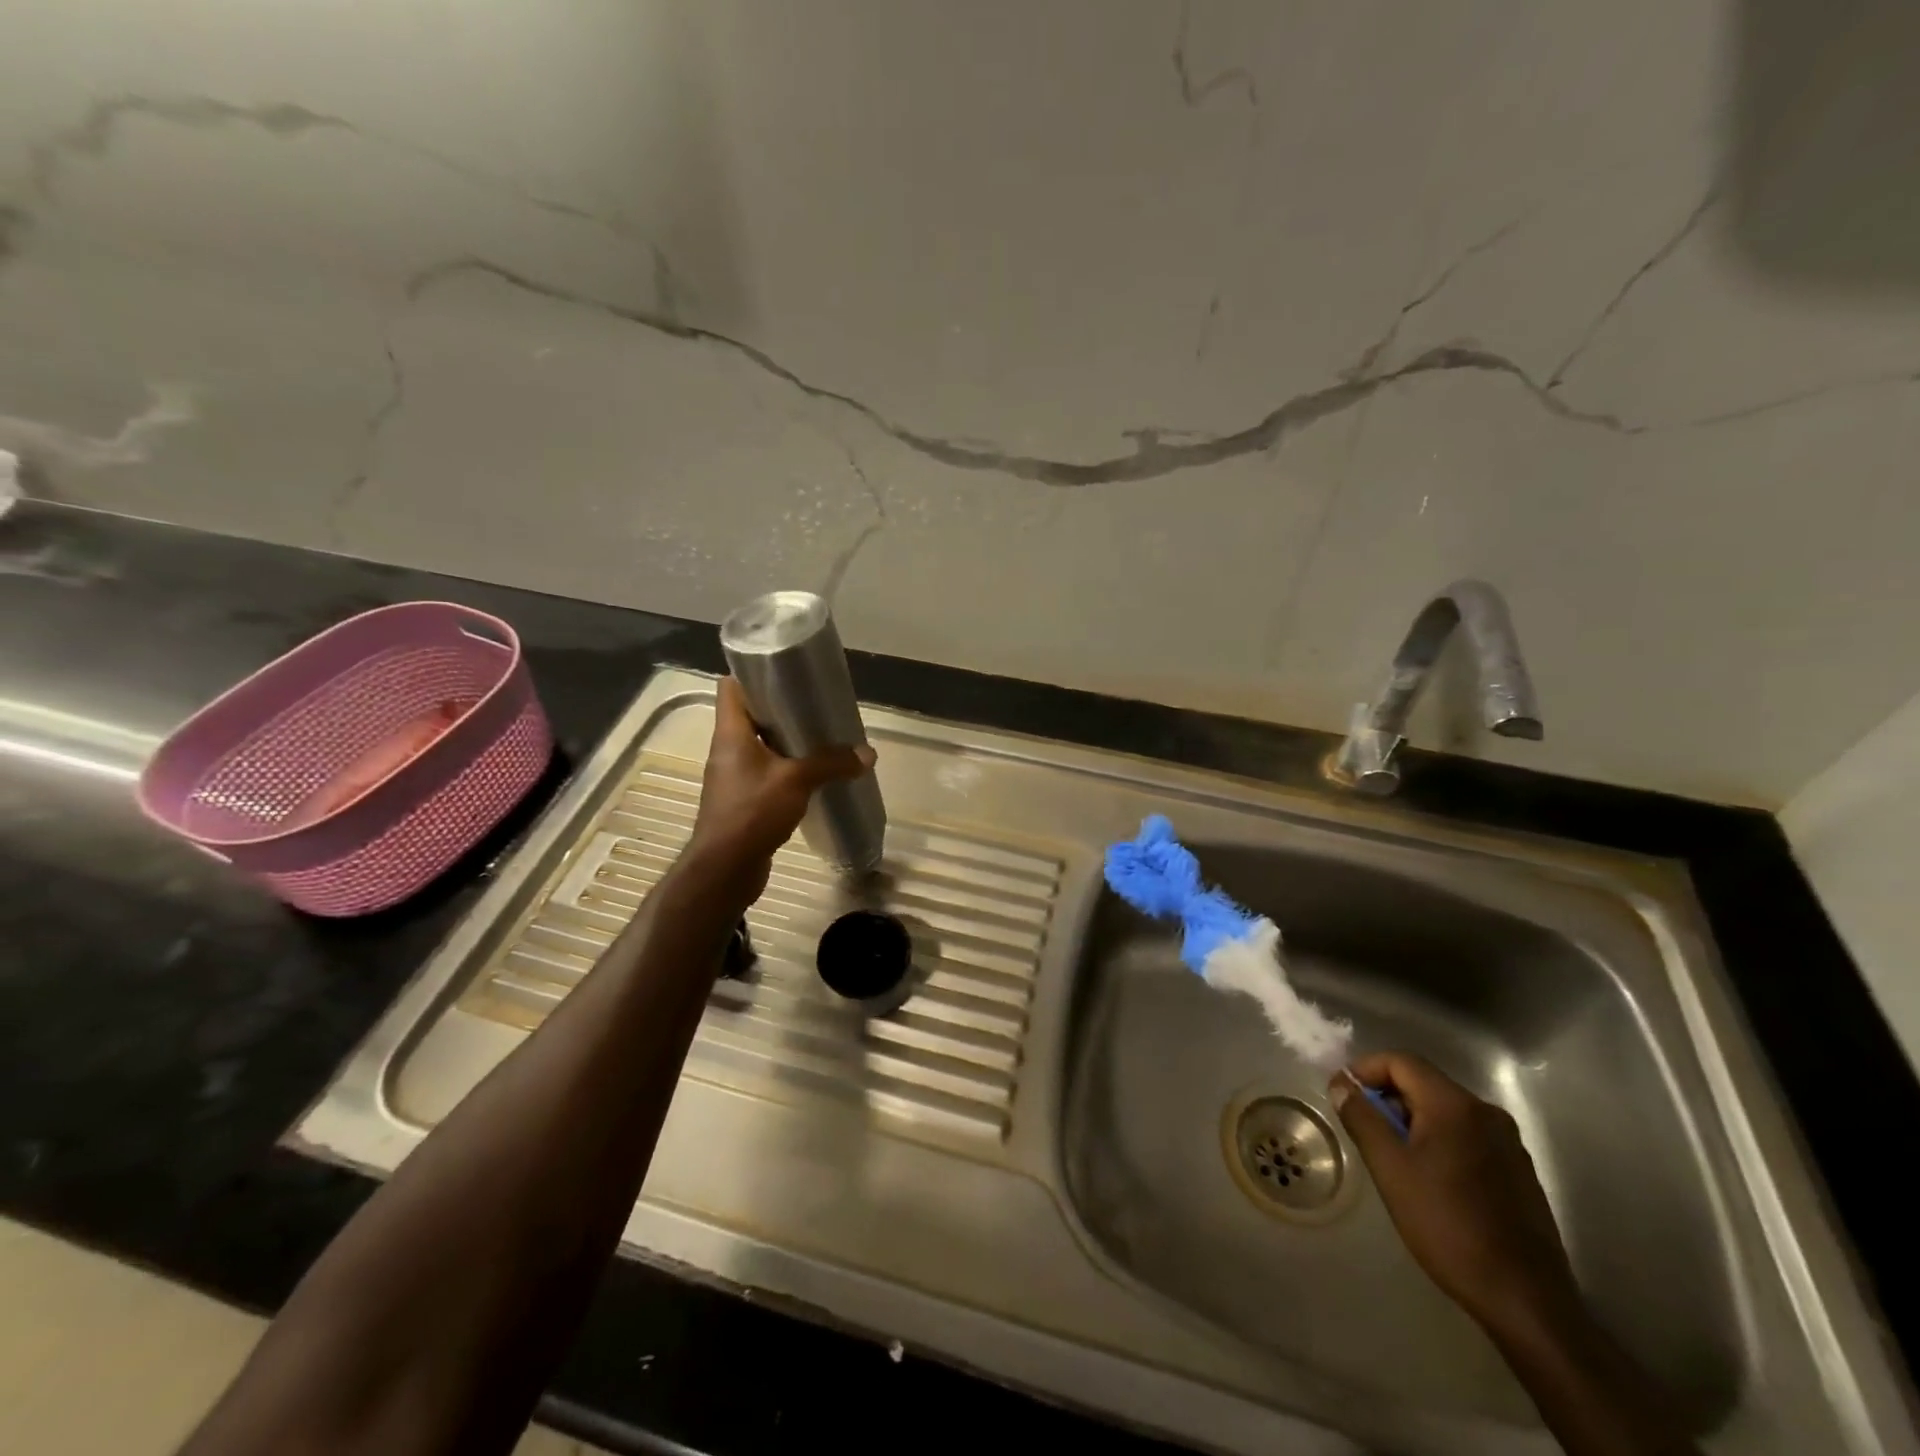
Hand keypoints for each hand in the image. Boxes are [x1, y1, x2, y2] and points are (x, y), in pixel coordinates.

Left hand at [685, 677, 874, 901]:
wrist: (725, 869)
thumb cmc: (752, 812)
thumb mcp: (796, 781)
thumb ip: (831, 763)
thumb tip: (868, 753)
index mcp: (731, 733)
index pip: (731, 687)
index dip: (753, 675)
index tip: (786, 673)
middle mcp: (728, 750)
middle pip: (751, 716)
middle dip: (782, 709)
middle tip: (815, 705)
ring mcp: (734, 776)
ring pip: (761, 746)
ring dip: (787, 741)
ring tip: (821, 737)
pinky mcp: (744, 800)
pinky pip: (767, 773)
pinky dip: (788, 769)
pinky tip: (815, 775)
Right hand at [1332, 1051, 1580, 1338]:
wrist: (1525, 1300)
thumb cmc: (1448, 1226)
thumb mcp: (1390, 1169)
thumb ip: (1362, 1118)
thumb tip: (1342, 1085)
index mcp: (1455, 1105)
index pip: (1401, 1061)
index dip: (1365, 1069)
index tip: (1343, 1094)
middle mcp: (1487, 1113)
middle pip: (1424, 1083)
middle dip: (1387, 1096)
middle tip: (1363, 1126)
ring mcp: (1509, 1143)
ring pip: (1446, 1110)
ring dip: (1412, 1118)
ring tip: (1392, 1154)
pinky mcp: (1519, 1171)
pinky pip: (1467, 1135)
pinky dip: (1439, 1139)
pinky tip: (1430, 1177)